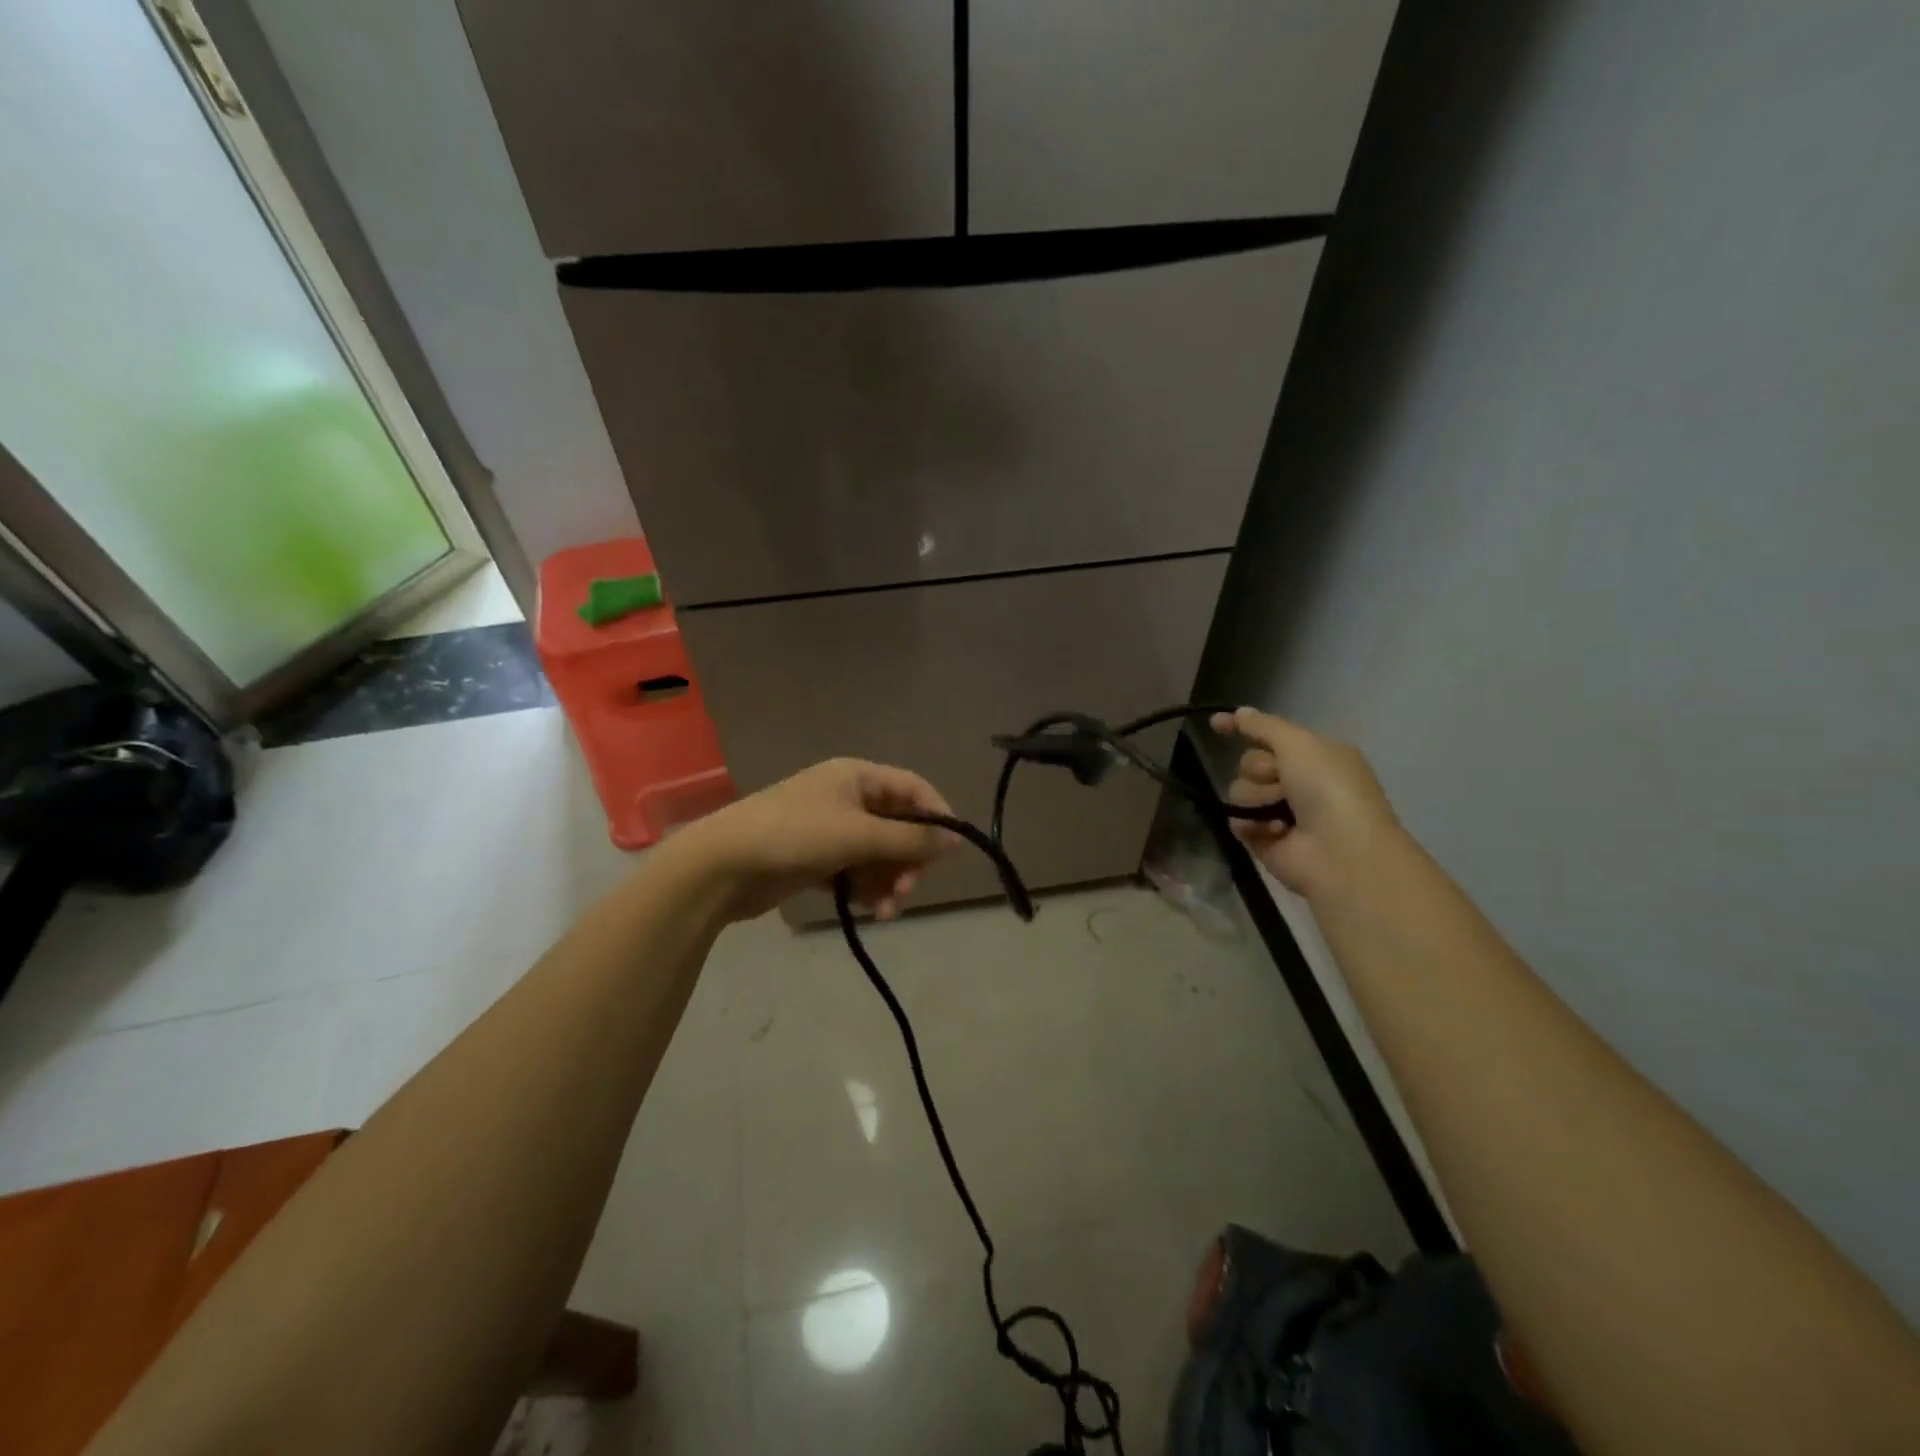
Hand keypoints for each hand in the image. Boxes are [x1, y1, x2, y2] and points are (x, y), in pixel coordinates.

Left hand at [679, 758, 958, 921]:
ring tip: (886, 910)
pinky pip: (855, 872)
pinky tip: (868, 911)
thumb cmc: (795, 836)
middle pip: (897, 826)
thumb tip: (956, 839)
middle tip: (907, 889)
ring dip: (888, 881)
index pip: (913, 789)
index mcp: (857, 776)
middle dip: (907, 860)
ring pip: (877, 854)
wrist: (722, 866)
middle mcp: (847, 798)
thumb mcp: (859, 834)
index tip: (950, 853)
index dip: (936, 816)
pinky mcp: (815, 859)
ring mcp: (829, 829)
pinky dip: (864, 889)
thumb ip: (911, 839)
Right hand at [1210, 707, 1400, 898]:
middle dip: (1259, 770)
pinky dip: (1253, 825)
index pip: (1270, 735)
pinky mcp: (1264, 839)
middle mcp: (1298, 782)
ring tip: (1281, 813)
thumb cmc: (1329, 789)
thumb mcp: (1299, 743)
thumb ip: (1264, 726)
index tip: (1216, 724)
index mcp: (1316, 756)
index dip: (1244, 728)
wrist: (1341, 851)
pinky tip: (1275, 832)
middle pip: (1250, 763)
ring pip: (1240, 791)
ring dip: (1257, 799)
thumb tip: (1239, 712)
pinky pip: (1237, 821)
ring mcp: (1280, 812)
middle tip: (1281, 781)